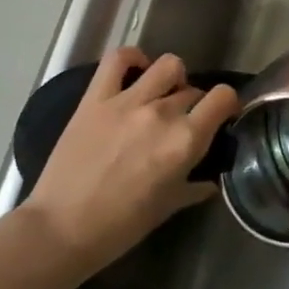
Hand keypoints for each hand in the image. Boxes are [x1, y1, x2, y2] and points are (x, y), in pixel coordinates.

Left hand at [20, 47, 238, 271]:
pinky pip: (118, 59)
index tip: (221, 117)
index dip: (227, 104)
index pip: (223, 97)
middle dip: (194, 104)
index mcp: (186, 140)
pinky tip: (135, 71)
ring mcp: (128, 101)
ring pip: (168, 65)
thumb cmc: (121, 226)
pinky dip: (132, 58)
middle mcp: (162, 113)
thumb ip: (195, 187)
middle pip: (193, 90)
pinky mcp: (96, 98)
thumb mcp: (169, 207)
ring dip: (172, 78)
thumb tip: (211, 181)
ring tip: (162, 95)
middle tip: (183, 123)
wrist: (60, 230)